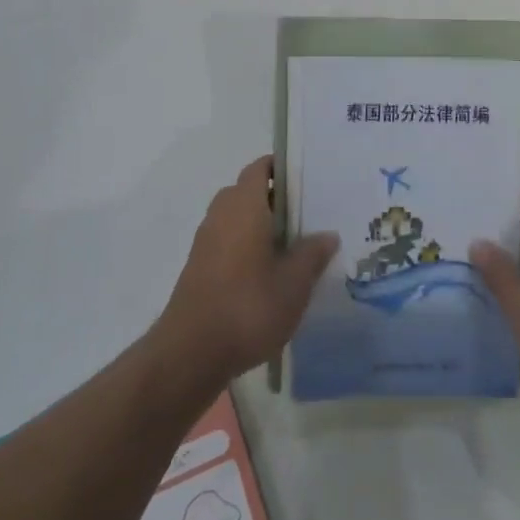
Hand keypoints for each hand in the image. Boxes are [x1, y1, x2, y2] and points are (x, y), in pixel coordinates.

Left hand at [154, 156, 338, 384]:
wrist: (191, 353)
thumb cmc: (248, 307)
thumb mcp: (294, 284)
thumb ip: (312, 254)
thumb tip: (327, 234)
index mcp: (244, 206)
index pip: (259, 168)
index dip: (280, 167)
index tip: (306, 177)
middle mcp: (221, 215)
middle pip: (247, 192)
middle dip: (274, 198)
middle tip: (307, 213)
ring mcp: (206, 242)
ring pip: (236, 218)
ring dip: (260, 224)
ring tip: (293, 244)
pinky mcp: (199, 267)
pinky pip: (227, 241)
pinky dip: (246, 246)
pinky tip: (269, 272)